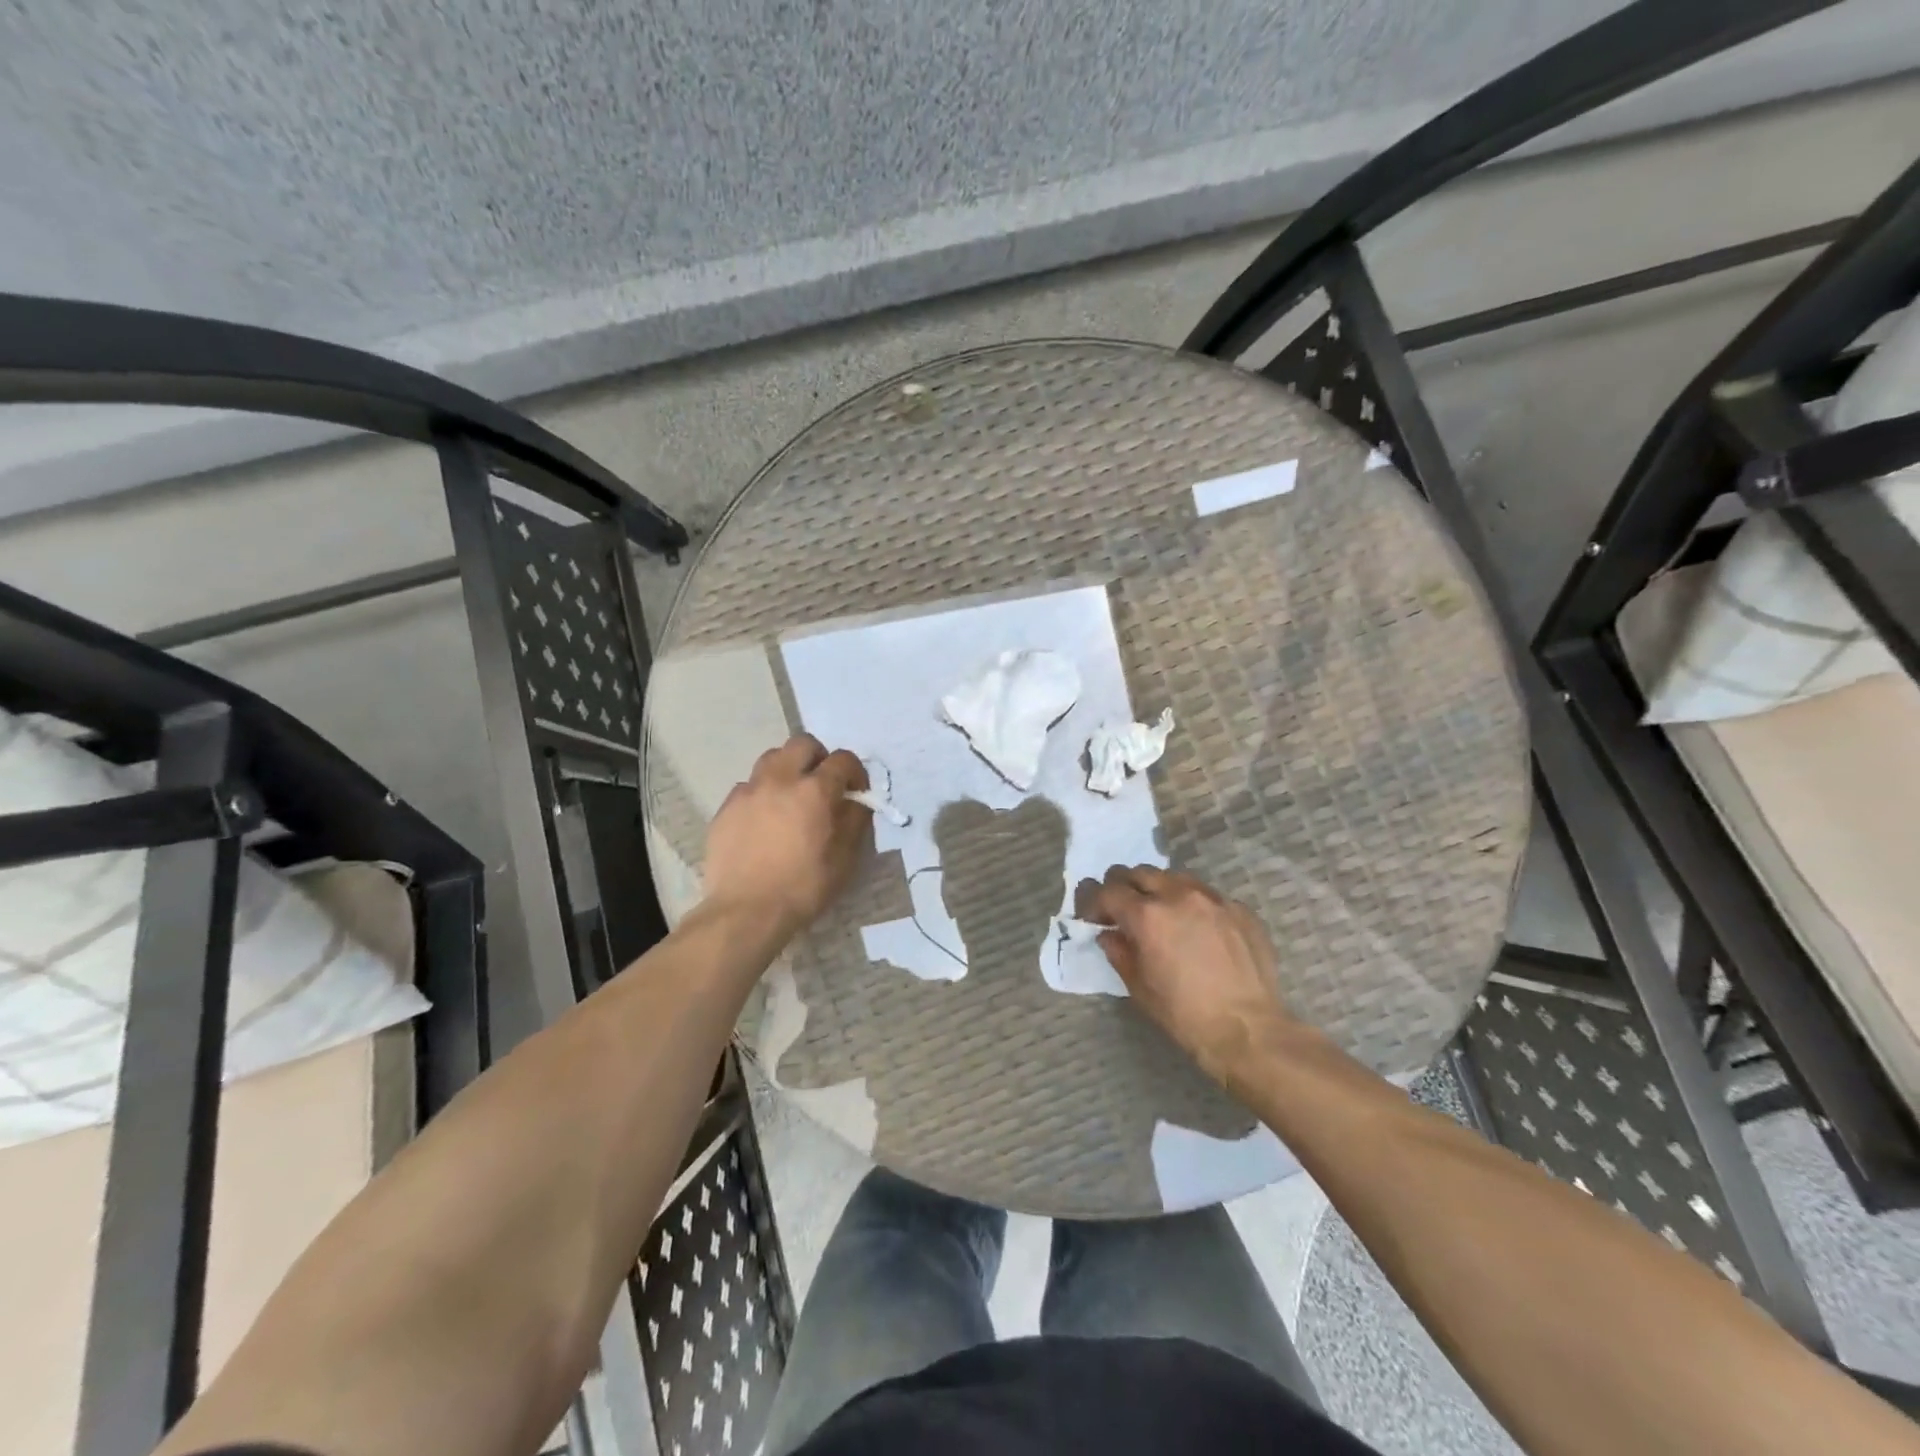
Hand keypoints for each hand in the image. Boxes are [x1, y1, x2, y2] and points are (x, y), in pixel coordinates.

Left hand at [703, 735, 870, 933]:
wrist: (746, 911)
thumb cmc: (804, 887)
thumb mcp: (845, 859)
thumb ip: (855, 821)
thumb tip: (856, 801)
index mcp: (815, 790)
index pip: (843, 759)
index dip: (855, 772)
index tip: (856, 791)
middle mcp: (781, 780)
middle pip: (802, 744)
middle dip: (818, 758)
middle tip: (822, 784)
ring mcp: (749, 791)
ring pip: (771, 758)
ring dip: (788, 769)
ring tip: (791, 797)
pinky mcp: (726, 807)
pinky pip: (749, 786)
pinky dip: (762, 794)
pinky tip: (764, 820)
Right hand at [1081, 866, 1296, 1087]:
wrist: (1249, 1030)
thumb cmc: (1184, 1014)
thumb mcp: (1139, 987)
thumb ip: (1119, 952)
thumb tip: (1109, 934)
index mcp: (1147, 915)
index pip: (1108, 891)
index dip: (1094, 902)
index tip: (1094, 917)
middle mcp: (1178, 895)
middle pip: (1139, 872)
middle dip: (1124, 887)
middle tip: (1123, 910)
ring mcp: (1213, 898)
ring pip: (1174, 877)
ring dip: (1159, 890)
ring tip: (1162, 914)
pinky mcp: (1240, 908)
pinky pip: (1207, 895)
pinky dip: (1193, 905)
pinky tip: (1199, 930)